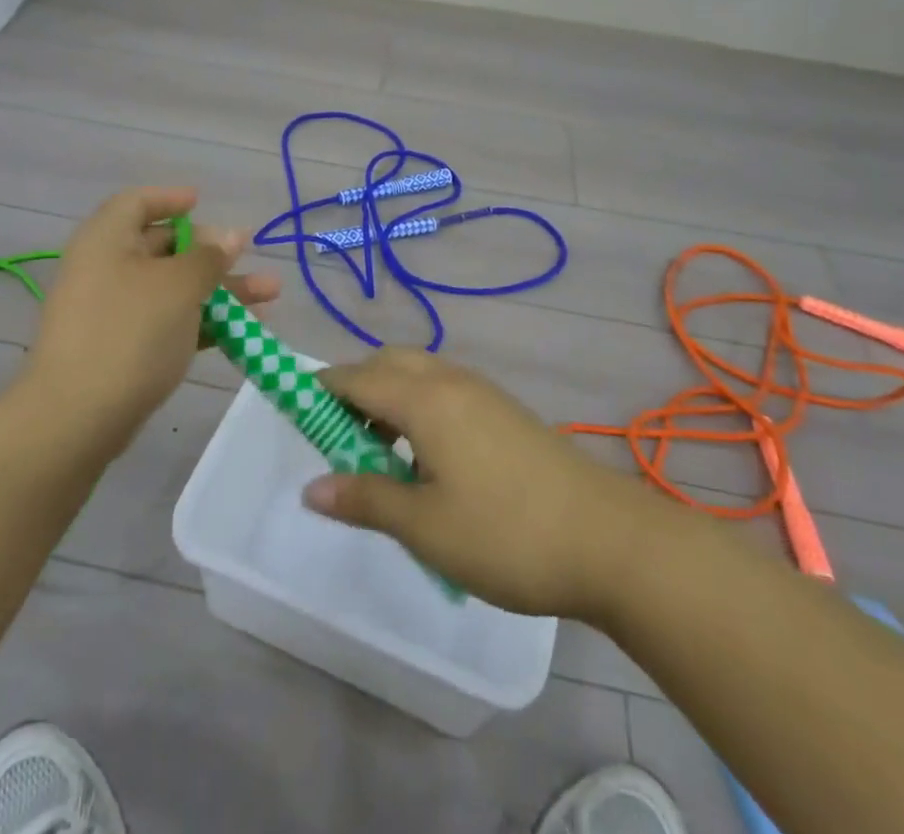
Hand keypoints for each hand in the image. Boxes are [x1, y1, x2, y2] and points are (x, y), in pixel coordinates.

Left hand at [26, 186, 279, 446]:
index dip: (170, 199)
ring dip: (219, 290)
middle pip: (162, 247)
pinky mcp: (120, 349)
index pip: (136, 203)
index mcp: (107, 240)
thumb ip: (209, 258)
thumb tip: (231, 235)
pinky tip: (243, 331)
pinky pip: (166, 323)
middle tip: (248, 254)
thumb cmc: (130, 332)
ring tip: (270, 295)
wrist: (76, 419)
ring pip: (172, 289)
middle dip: (211, 252)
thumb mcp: (179, 287)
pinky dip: (201, 321)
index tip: (202, 202)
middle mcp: (105, 269)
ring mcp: (112, 312)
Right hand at [303, 349, 650, 619]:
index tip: (295, 411)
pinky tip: (427, 457)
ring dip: (389, 396)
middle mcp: (450, 380)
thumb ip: (365, 499)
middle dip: (355, 388)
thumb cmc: (505, 533)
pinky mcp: (505, 410)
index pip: (355, 378)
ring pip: (418, 373)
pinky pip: (444, 389)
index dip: (320, 391)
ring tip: (381, 453)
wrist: (608, 539)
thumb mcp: (424, 526)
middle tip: (340, 438)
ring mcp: (483, 392)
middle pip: (387, 364)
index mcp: (424, 398)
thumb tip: (311, 487)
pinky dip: (418, 405)